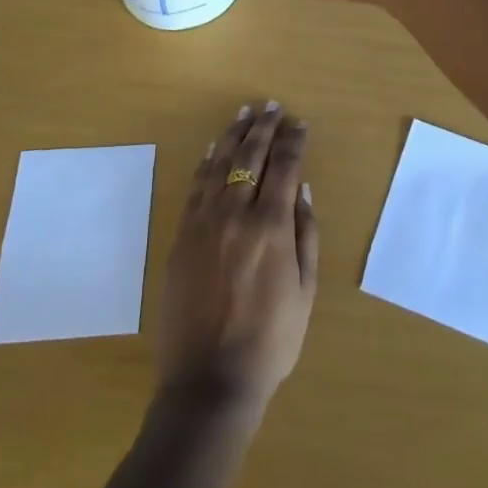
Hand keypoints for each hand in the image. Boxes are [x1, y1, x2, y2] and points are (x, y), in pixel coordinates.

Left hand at [156, 104, 318, 411]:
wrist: (209, 382)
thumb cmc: (270, 341)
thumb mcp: (305, 291)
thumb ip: (306, 235)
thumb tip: (303, 190)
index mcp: (271, 227)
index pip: (285, 168)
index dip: (294, 141)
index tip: (300, 123)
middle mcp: (236, 214)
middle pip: (250, 157)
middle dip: (264, 127)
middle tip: (272, 106)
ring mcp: (203, 223)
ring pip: (220, 164)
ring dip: (235, 135)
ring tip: (245, 113)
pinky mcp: (181, 237)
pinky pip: (195, 188)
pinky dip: (206, 163)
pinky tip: (214, 148)